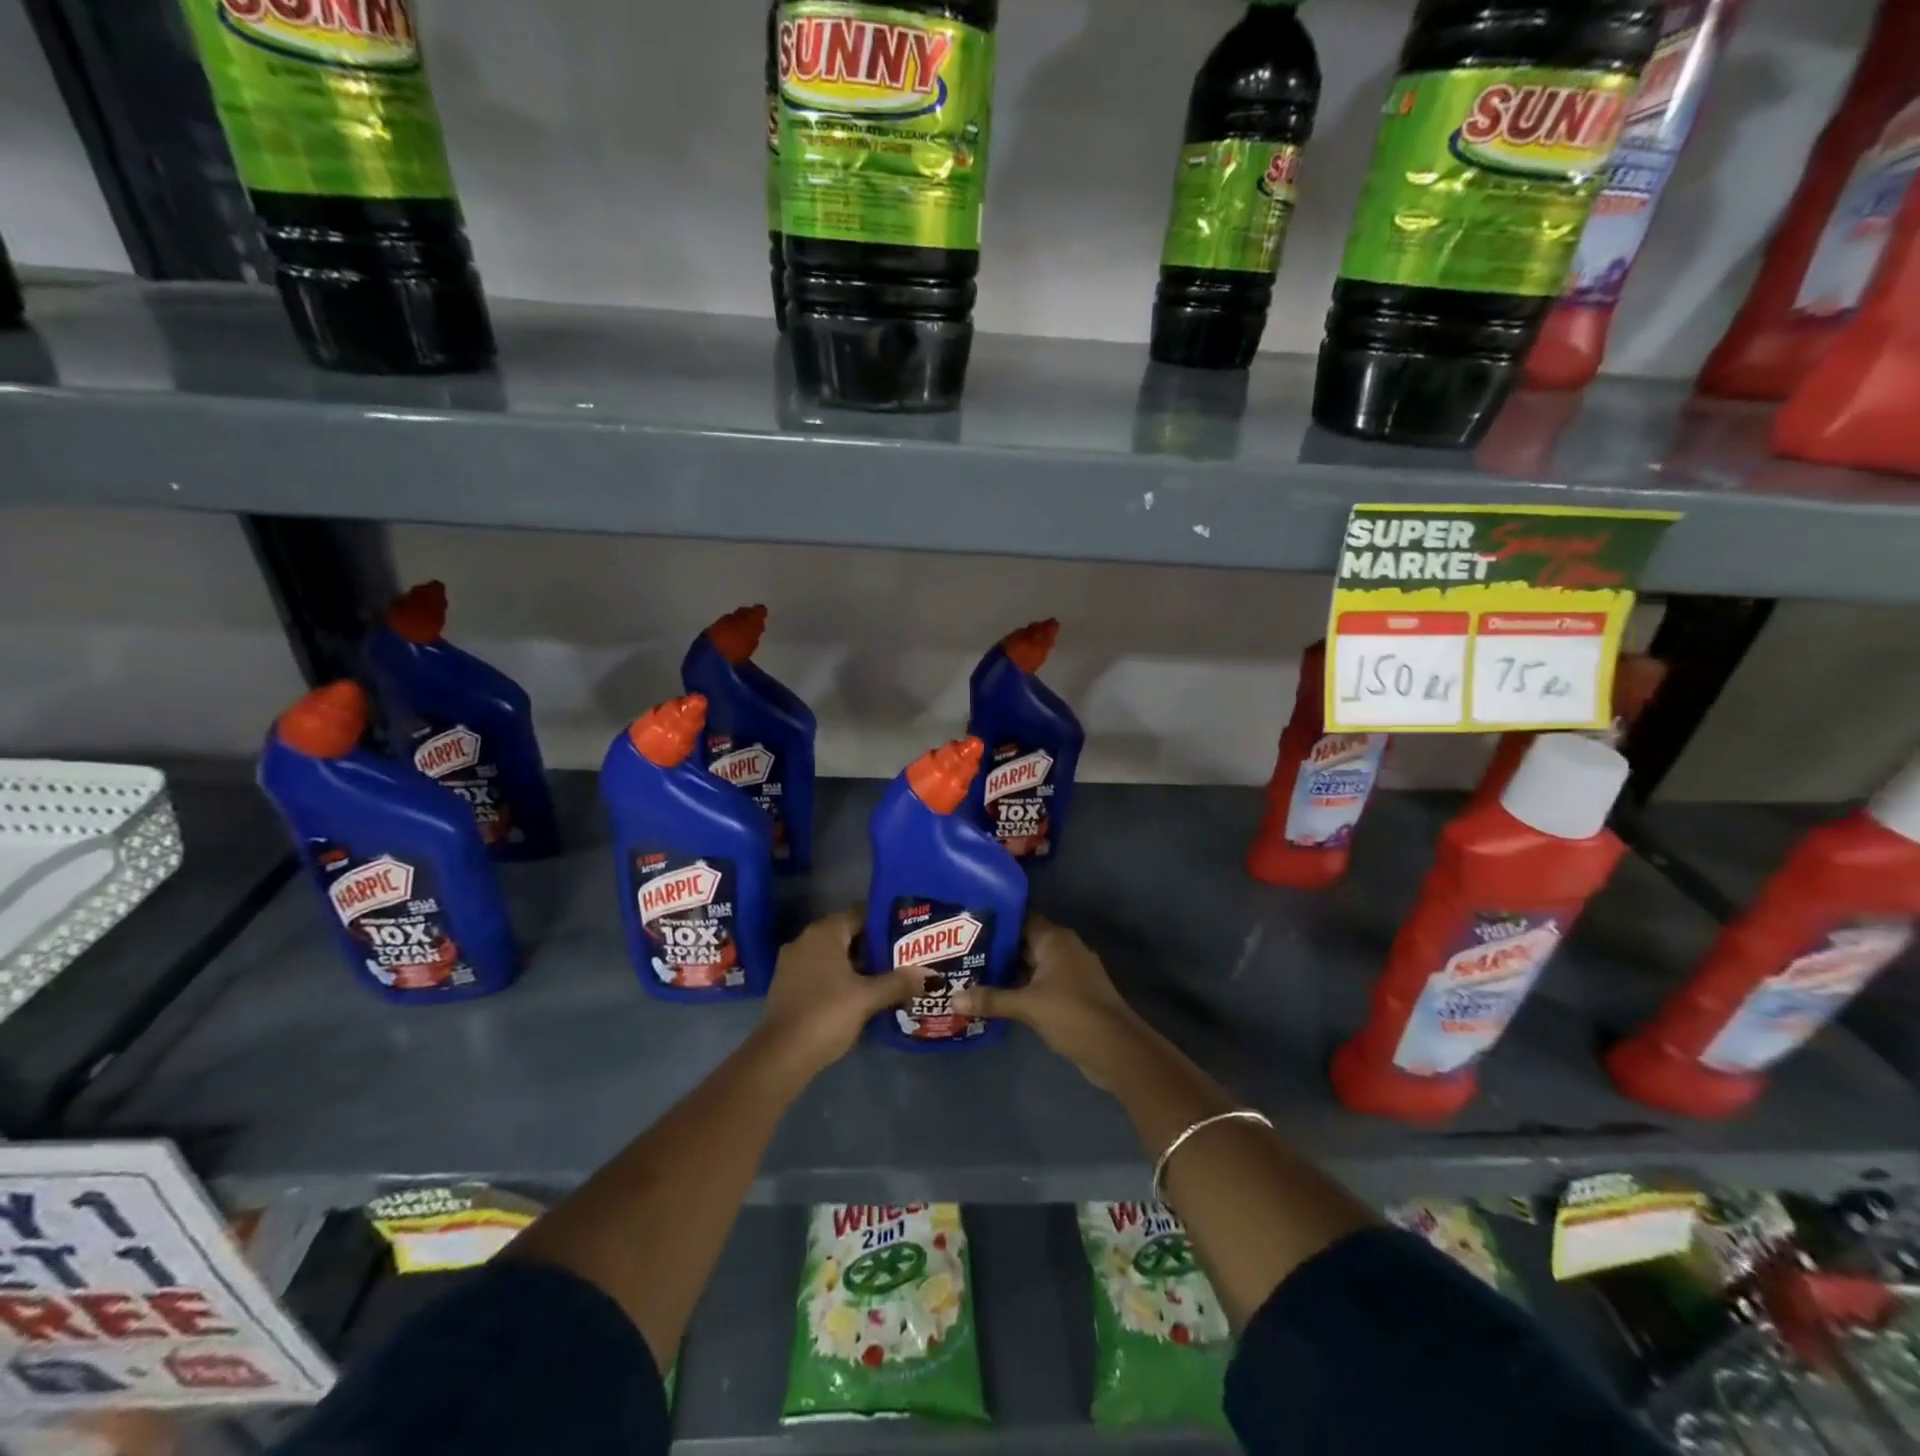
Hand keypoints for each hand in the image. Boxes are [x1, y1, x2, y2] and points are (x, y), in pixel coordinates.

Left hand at [757, 910, 924, 1079]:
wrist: (782, 1055)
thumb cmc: (827, 1014)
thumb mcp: (868, 998)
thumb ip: (898, 982)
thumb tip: (929, 974)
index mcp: (824, 933)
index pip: (859, 914)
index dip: (884, 922)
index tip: (907, 933)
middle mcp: (805, 940)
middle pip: (847, 934)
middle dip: (874, 945)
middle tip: (903, 955)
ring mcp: (793, 963)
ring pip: (833, 955)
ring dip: (857, 963)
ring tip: (887, 974)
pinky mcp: (787, 985)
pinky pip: (820, 971)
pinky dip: (840, 977)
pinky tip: (860, 993)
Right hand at [950, 917, 1148, 1090]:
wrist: (1116, 1049)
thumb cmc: (1072, 1013)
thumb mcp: (1027, 1006)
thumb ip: (991, 1000)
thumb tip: (952, 998)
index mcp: (1055, 939)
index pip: (1020, 919)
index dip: (994, 923)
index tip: (967, 927)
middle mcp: (1064, 949)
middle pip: (1023, 943)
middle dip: (996, 950)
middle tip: (961, 954)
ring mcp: (1070, 972)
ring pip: (1031, 965)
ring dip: (1007, 972)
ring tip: (971, 976)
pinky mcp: (1072, 995)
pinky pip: (1040, 984)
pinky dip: (1021, 989)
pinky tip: (996, 998)